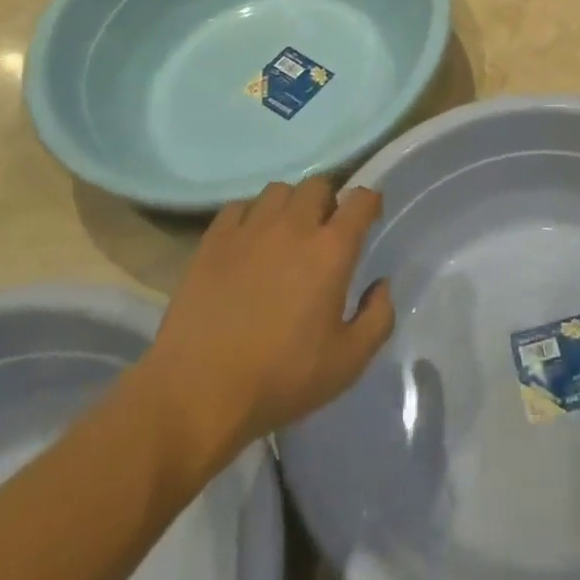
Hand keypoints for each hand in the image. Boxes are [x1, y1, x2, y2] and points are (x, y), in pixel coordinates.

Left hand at [138, 178, 393, 483]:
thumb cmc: (281, 378)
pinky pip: (238, 207)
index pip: (361, 200)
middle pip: (318, 185)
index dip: (370, 202)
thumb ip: (378, 318)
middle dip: (328, 201)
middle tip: (324, 230)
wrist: (198, 393)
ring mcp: (250, 230)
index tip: (369, 218)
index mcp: (332, 250)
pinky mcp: (213, 241)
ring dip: (290, 205)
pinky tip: (248, 241)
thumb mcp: (348, 362)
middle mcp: (294, 227)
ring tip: (285, 232)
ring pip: (278, 191)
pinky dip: (250, 215)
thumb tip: (381, 285)